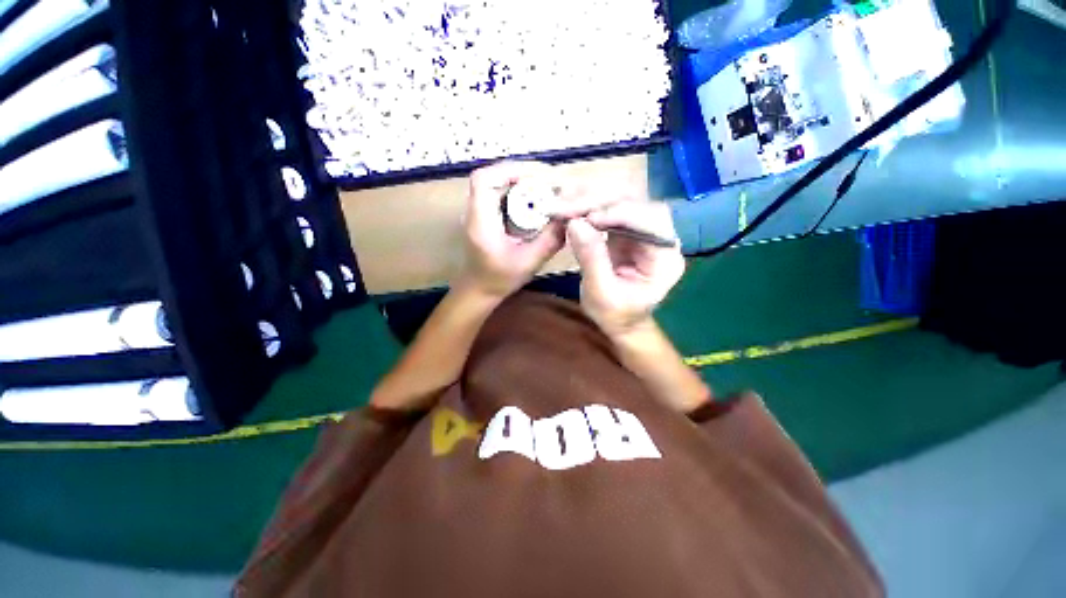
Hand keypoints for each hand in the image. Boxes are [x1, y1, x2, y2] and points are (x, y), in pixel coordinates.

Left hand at [459, 162, 565, 297]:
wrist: (479, 290)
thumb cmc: (499, 279)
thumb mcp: (529, 263)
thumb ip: (550, 240)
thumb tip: (570, 218)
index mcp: (481, 221)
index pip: (486, 180)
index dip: (511, 170)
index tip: (540, 176)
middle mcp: (475, 210)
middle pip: (494, 177)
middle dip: (523, 175)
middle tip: (550, 183)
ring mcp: (479, 211)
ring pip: (498, 183)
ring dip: (522, 182)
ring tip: (546, 189)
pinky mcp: (486, 214)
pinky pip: (502, 194)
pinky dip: (519, 192)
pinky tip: (536, 202)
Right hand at [565, 199, 684, 337]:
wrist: (619, 321)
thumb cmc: (615, 315)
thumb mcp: (601, 294)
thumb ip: (591, 259)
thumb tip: (574, 223)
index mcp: (665, 257)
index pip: (650, 220)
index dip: (619, 213)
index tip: (587, 218)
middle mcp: (659, 237)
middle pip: (635, 202)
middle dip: (599, 201)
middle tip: (565, 207)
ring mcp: (642, 231)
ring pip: (620, 200)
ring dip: (590, 200)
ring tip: (562, 206)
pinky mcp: (626, 231)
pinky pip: (607, 210)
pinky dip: (587, 208)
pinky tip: (569, 210)